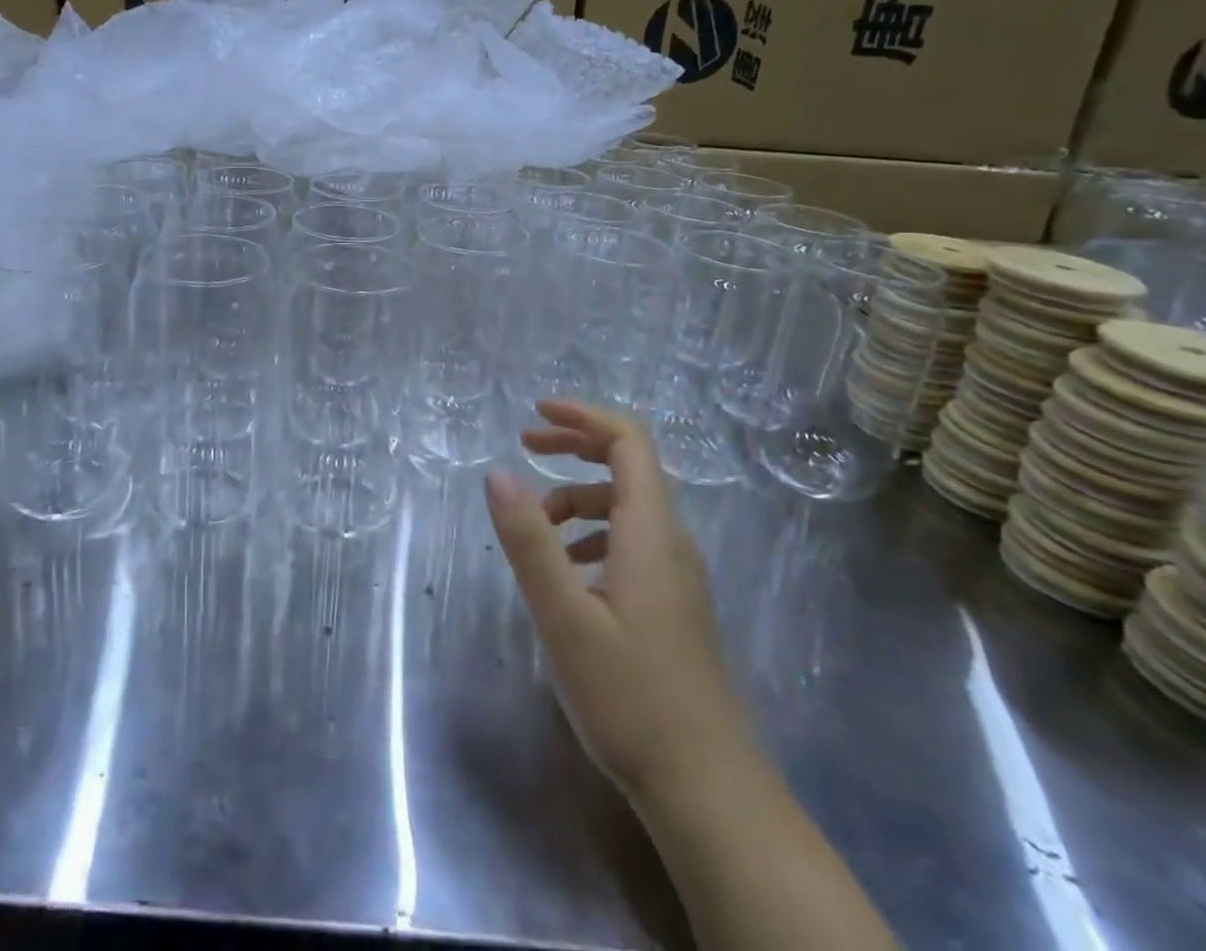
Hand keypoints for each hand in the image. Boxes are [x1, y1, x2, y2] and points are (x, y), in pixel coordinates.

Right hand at [485, 400, 746, 804]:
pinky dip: (590, 534)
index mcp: (651, 532)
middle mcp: (671, 542)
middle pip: (627, 465)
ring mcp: (677, 575)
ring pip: (624, 508)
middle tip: (523, 448)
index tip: (534, 413)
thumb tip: (497, 473)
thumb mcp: (565, 617)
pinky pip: (629, 541)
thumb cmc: (632, 699)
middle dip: (574, 447)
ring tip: (533, 530)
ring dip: (575, 499)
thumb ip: (530, 542)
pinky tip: (566, 572)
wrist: (708, 793)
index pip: (628, 442)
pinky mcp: (673, 604)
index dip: (583, 417)